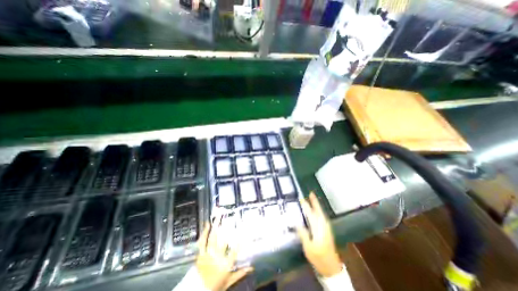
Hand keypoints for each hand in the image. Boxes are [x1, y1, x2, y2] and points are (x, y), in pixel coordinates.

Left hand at [197, 220, 252, 290]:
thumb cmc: (214, 286)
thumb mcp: (229, 281)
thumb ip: (240, 273)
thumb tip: (251, 268)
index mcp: (225, 264)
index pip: (234, 252)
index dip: (239, 242)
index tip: (243, 233)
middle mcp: (217, 257)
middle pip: (222, 240)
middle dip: (226, 227)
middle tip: (229, 217)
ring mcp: (208, 255)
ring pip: (212, 238)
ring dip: (215, 226)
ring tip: (217, 217)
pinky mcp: (200, 254)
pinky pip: (202, 242)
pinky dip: (204, 233)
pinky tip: (207, 225)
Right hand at [296, 192, 342, 277]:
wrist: (331, 267)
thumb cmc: (318, 257)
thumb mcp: (308, 247)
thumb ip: (303, 234)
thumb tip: (296, 222)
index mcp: (318, 228)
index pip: (310, 214)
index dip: (306, 206)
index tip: (301, 198)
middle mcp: (323, 226)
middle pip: (318, 211)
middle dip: (315, 202)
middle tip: (311, 193)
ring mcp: (327, 228)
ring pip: (321, 213)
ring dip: (317, 205)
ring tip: (313, 199)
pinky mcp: (328, 230)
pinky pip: (323, 216)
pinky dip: (319, 211)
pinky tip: (317, 211)